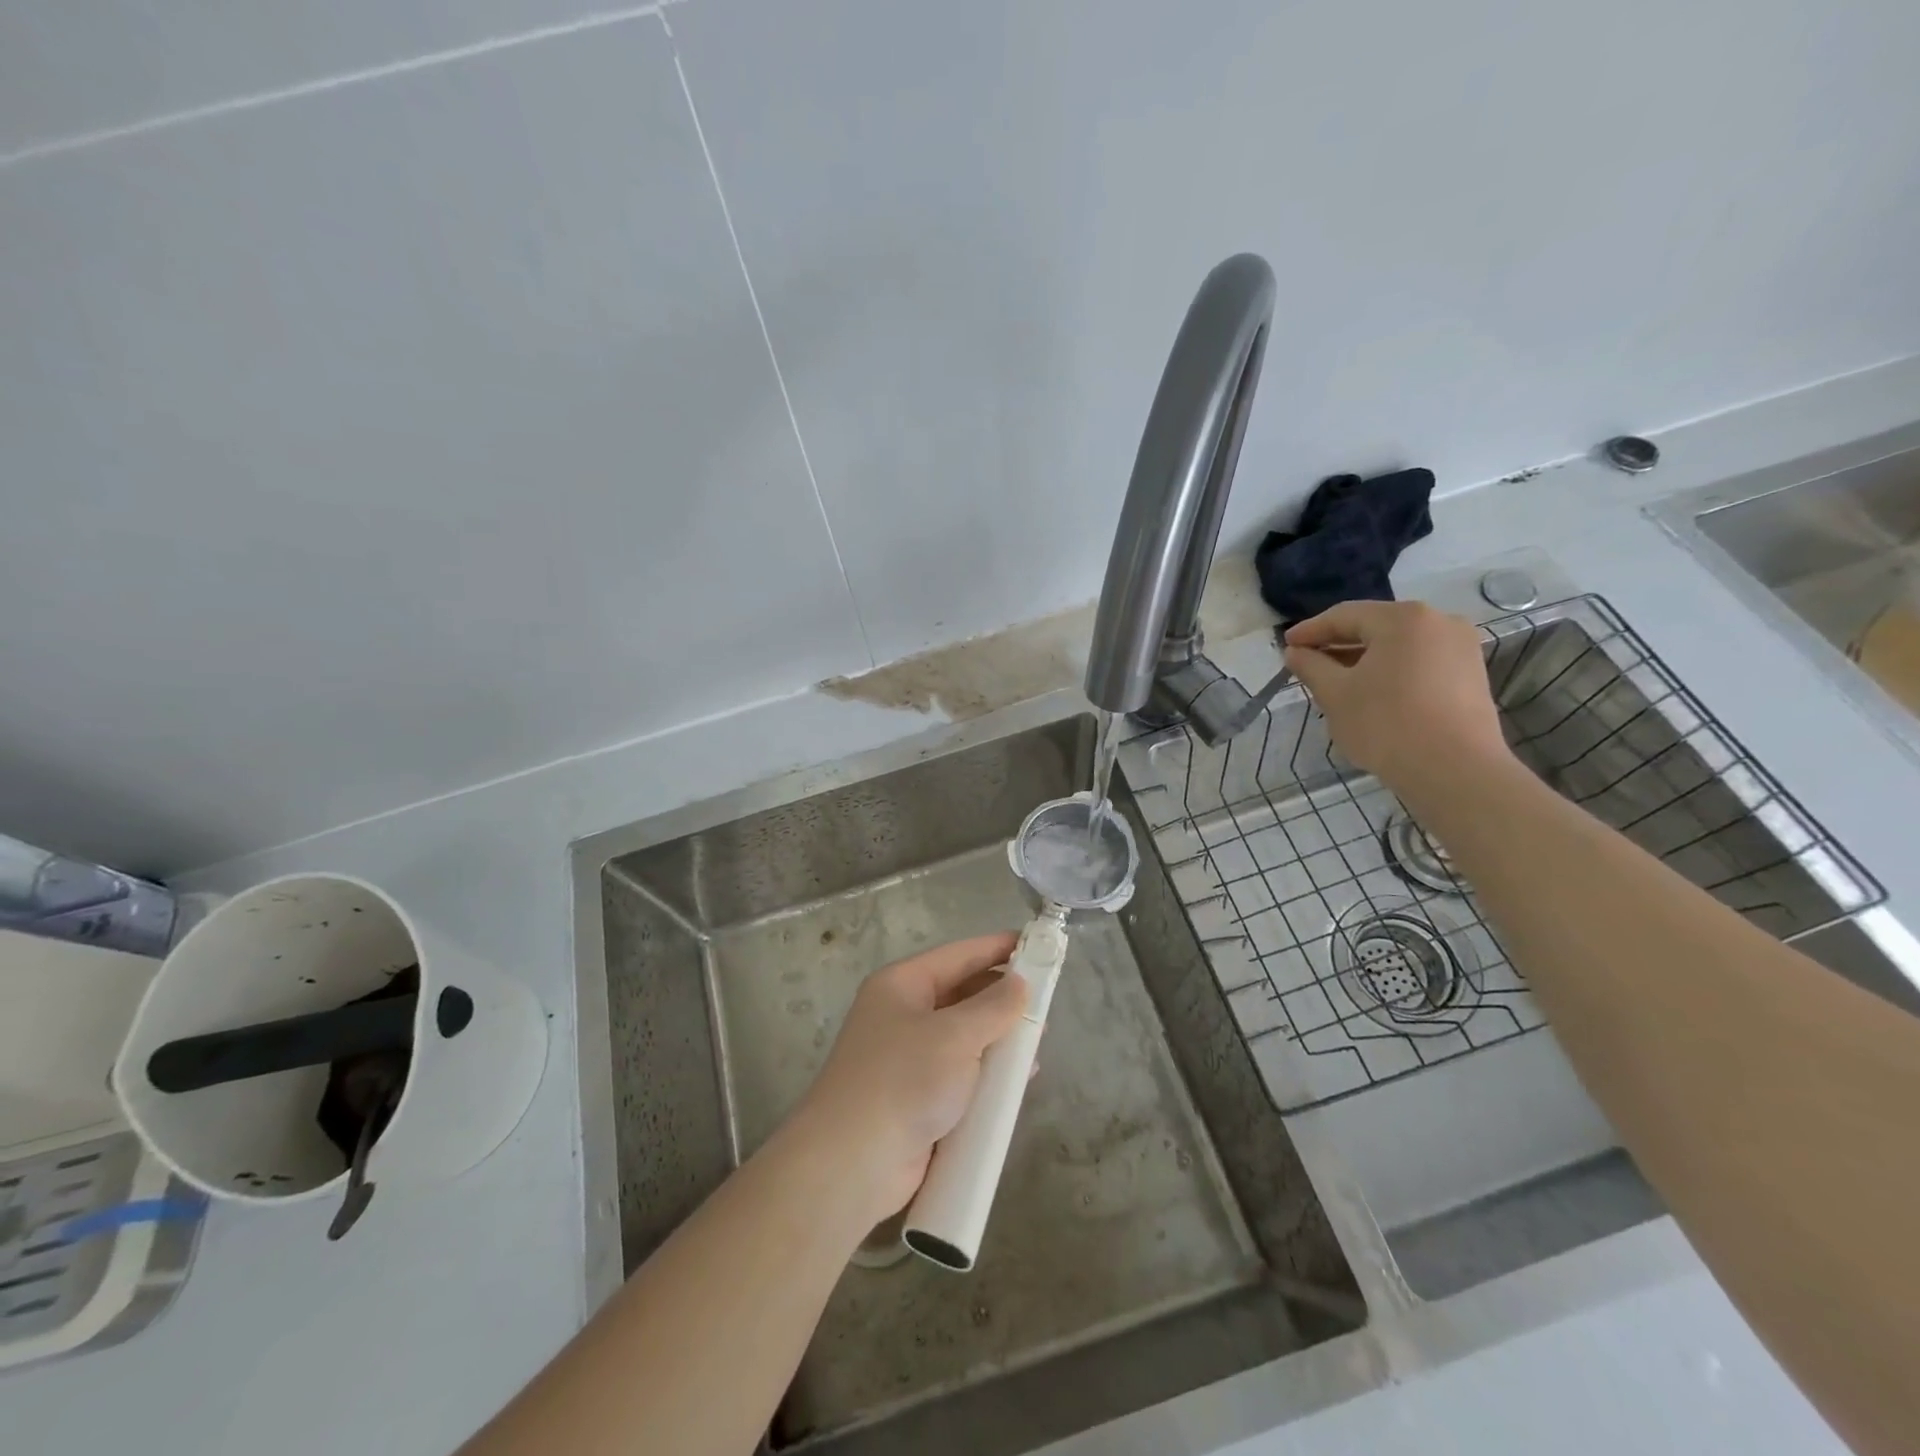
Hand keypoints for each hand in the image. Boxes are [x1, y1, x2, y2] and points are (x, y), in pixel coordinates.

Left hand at [793, 933, 1027, 1226]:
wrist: (851, 1164)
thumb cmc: (903, 1081)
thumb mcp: (955, 1035)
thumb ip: (994, 1007)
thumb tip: (1020, 983)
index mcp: (901, 985)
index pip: (958, 955)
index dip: (997, 948)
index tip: (1037, 944)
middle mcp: (902, 1015)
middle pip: (962, 996)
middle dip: (1002, 1000)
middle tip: (1044, 1004)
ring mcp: (908, 1059)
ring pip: (964, 1038)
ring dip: (998, 1041)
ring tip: (1036, 1046)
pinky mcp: (917, 1098)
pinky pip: (961, 1075)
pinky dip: (987, 1076)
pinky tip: (1016, 1084)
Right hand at [1283, 600, 1510, 793]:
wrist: (1455, 771)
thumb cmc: (1386, 724)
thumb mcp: (1335, 694)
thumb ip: (1311, 666)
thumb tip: (1295, 652)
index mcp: (1403, 618)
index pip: (1345, 616)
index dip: (1310, 630)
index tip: (1285, 645)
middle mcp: (1439, 622)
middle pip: (1375, 627)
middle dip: (1338, 645)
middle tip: (1307, 663)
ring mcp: (1461, 648)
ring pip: (1399, 646)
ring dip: (1364, 660)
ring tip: (1336, 682)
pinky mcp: (1471, 675)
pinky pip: (1420, 662)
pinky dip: (1391, 671)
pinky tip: (1372, 694)